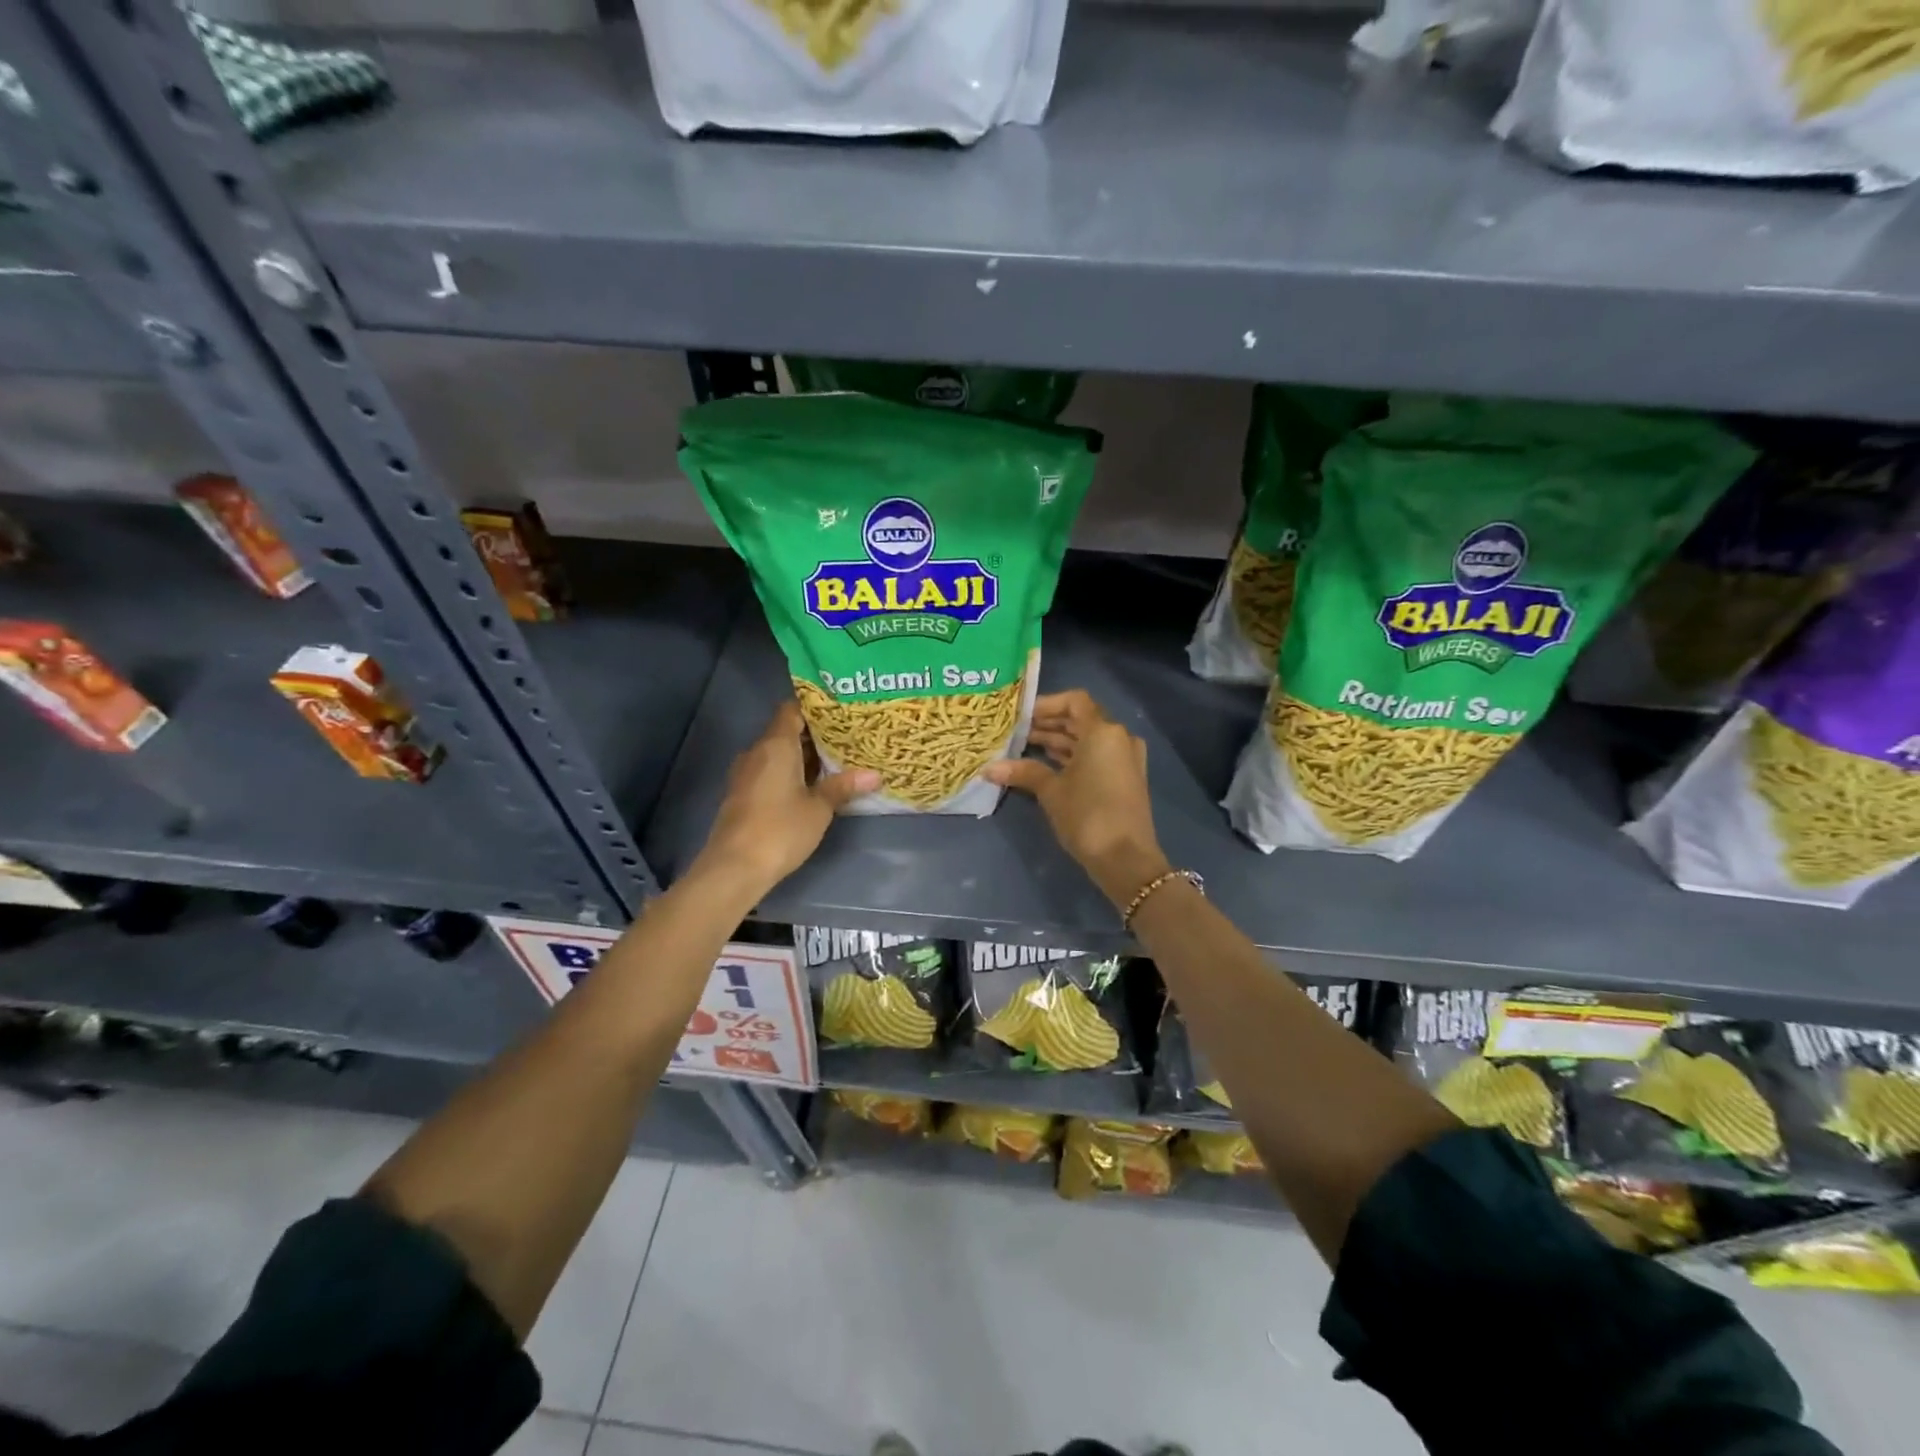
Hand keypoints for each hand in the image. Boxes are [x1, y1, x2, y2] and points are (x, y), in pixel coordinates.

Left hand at [695, 701, 877, 896]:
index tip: (840, 710)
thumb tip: (874, 775)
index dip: (815, 707)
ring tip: (836, 760)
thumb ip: (843, 787)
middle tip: (848, 737)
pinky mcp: (742, 794)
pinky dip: (790, 772)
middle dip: (815, 734)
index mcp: (776, 745)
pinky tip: (812, 785)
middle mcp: (757, 752)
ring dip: (803, 756)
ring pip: (778, 753)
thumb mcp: (819, 808)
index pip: (792, 709)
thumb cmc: (780, 829)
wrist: (734, 868)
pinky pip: (769, 771)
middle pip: (786, 731)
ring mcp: (746, 774)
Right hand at [985, 690, 1168, 908]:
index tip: (1021, 715)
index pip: (1074, 701)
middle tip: (1016, 732)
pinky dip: (1073, 757)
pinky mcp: (1125, 779)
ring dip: (1059, 742)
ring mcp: (1125, 759)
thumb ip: (1023, 772)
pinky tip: (1045, 766)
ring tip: (1024, 748)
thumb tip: (988, 768)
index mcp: (1103, 731)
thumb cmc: (1087, 816)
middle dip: (1048, 725)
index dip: (1046, 704)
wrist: (1126, 859)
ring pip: (1088, 740)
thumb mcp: (1051, 791)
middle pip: (1081, 720)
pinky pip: (1096, 757)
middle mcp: (1118, 738)